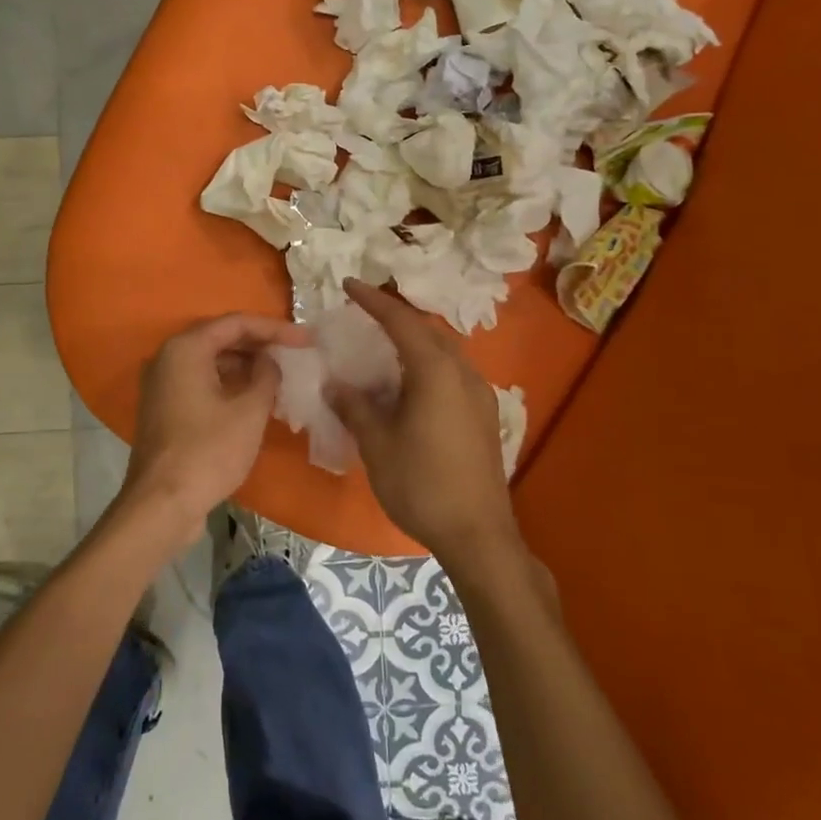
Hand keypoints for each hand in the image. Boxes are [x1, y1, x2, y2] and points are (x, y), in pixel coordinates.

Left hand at [123, 313, 305, 544]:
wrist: (162, 505)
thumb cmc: (208, 452)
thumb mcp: (249, 411)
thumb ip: (267, 375)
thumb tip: (270, 361)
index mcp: (186, 348)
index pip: (236, 323)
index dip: (275, 328)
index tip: (307, 339)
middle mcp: (168, 357)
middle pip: (221, 338)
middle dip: (261, 344)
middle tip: (296, 352)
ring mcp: (163, 384)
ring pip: (212, 361)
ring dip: (246, 365)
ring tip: (281, 374)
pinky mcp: (165, 408)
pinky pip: (202, 382)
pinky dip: (229, 383)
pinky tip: (256, 397)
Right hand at [327, 280, 520, 559]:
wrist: (478, 534)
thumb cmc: (422, 484)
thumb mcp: (377, 444)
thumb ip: (355, 406)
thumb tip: (335, 383)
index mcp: (437, 371)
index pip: (402, 321)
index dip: (374, 300)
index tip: (348, 285)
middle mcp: (464, 372)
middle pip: (429, 330)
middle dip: (397, 316)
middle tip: (365, 313)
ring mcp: (480, 394)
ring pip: (444, 351)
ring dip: (414, 340)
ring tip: (384, 345)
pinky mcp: (485, 415)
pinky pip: (453, 372)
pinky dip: (428, 363)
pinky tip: (410, 384)